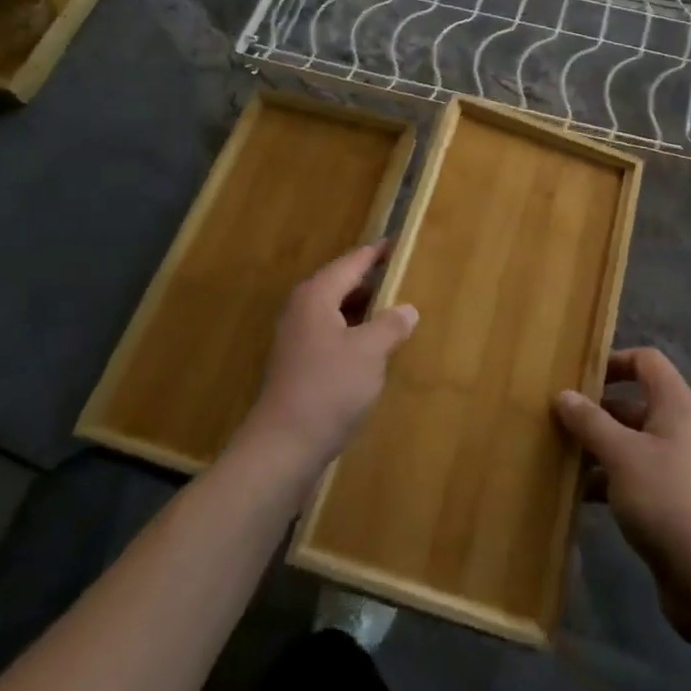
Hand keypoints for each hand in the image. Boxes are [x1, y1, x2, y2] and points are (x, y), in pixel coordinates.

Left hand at [237, 242, 418, 480]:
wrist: (283, 447)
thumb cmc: (329, 388)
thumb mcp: (369, 352)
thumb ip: (390, 325)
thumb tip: (407, 309)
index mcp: (317, 295)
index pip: (352, 262)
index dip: (377, 253)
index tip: (400, 244)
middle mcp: (302, 309)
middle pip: (341, 284)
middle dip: (372, 281)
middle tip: (404, 278)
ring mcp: (296, 339)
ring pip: (336, 312)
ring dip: (363, 311)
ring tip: (395, 312)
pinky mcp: (297, 365)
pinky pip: (331, 335)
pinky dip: (353, 334)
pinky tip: (373, 350)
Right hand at [555, 348, 690, 634]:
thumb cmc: (664, 498)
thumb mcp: (619, 454)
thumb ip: (589, 421)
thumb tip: (563, 395)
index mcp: (676, 405)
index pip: (646, 361)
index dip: (614, 361)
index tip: (580, 377)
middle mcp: (680, 428)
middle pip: (634, 402)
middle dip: (597, 409)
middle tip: (559, 418)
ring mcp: (677, 465)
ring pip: (631, 441)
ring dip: (598, 446)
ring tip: (560, 455)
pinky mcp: (672, 500)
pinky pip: (634, 474)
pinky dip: (608, 478)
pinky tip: (579, 494)